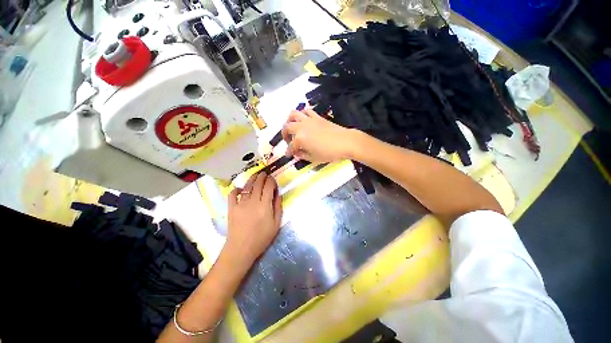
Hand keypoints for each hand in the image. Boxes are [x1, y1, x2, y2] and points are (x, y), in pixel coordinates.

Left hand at [225, 173, 281, 264]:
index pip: (268, 186)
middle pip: (258, 184)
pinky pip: (232, 194)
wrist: (241, 249)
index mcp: (264, 205)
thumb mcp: (276, 224)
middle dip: (262, 176)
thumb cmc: (262, 237)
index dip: (271, 181)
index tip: (273, 179)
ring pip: (246, 186)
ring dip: (252, 179)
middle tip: (264, 174)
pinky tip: (240, 188)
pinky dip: (236, 189)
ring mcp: (240, 203)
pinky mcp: (231, 208)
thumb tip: (278, 194)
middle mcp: (253, 201)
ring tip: (255, 176)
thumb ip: (278, 207)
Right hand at [281, 108, 356, 163]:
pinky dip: (302, 114)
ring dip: (289, 120)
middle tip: (287, 141)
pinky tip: (303, 120)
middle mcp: (302, 127)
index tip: (288, 155)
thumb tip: (297, 153)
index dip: (289, 152)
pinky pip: (306, 111)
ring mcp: (309, 120)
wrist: (345, 142)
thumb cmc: (330, 153)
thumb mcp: (314, 158)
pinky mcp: (317, 116)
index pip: (291, 146)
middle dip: (284, 135)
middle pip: (287, 128)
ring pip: (293, 114)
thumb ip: (302, 155)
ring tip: (291, 127)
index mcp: (300, 139)